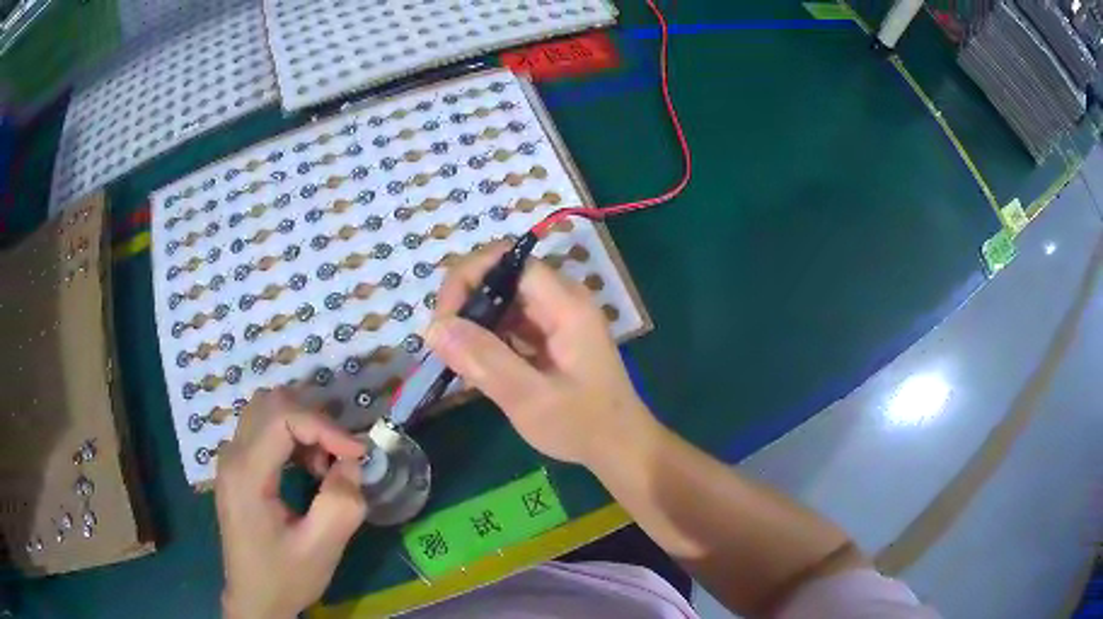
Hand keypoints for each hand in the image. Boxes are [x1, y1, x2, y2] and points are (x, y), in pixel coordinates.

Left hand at [215, 388, 366, 618]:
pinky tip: (308, 469)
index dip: (324, 426)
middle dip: (314, 422)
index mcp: (246, 474)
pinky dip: (292, 437)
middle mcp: (232, 456)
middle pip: (271, 403)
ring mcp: (231, 459)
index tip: (357, 454)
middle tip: (339, 458)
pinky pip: (264, 429)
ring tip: (324, 466)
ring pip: (267, 411)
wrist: (254, 599)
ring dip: (303, 428)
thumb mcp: (321, 549)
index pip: (282, 416)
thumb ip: (341, 503)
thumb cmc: (285, 577)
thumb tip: (351, 464)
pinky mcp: (237, 467)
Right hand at [427, 242, 656, 467]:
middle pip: (501, 276)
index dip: (468, 277)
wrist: (620, 447)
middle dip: (466, 302)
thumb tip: (435, 327)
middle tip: (443, 344)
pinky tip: (475, 367)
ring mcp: (556, 318)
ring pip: (501, 300)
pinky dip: (486, 339)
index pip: (507, 260)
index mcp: (565, 305)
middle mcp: (561, 301)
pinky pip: (509, 323)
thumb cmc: (583, 425)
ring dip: (473, 323)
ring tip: (455, 359)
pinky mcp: (549, 337)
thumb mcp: (530, 399)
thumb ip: (484, 361)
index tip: (444, 320)